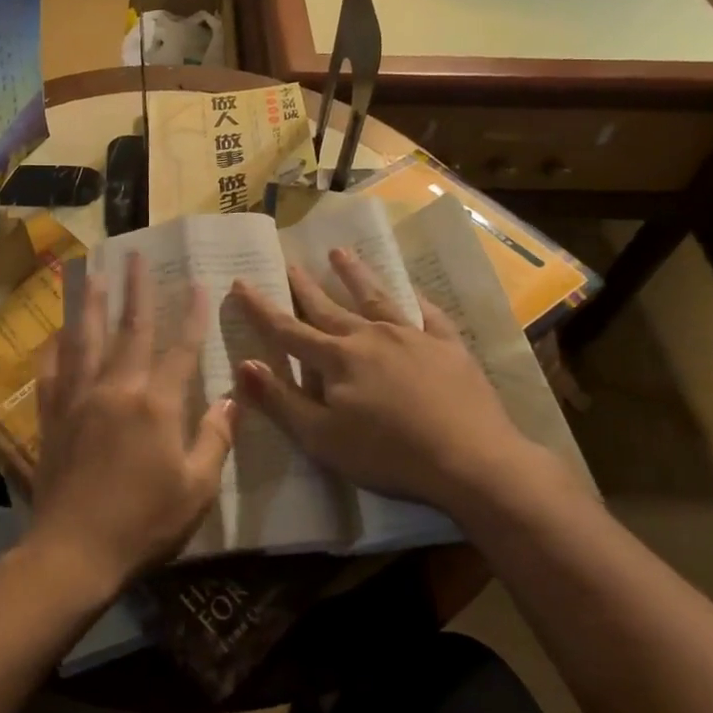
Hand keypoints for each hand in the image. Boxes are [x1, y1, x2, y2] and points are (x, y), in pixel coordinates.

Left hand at [26, 255, 236, 599]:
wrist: (75, 550)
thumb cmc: (144, 523)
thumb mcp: (196, 488)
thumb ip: (214, 439)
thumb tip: (231, 399)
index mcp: (155, 404)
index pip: (180, 349)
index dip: (192, 315)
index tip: (198, 283)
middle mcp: (116, 389)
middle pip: (129, 330)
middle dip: (136, 291)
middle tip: (135, 255)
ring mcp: (79, 399)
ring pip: (86, 340)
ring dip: (92, 304)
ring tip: (93, 274)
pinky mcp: (52, 416)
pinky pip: (52, 372)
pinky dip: (54, 349)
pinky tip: (55, 334)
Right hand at [230, 249, 553, 516]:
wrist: (471, 459)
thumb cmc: (388, 454)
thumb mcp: (322, 438)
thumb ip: (280, 400)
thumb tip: (244, 363)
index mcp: (337, 360)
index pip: (288, 329)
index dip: (261, 308)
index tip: (241, 281)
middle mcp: (369, 337)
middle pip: (328, 307)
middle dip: (304, 285)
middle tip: (289, 262)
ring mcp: (411, 336)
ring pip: (375, 298)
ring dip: (354, 275)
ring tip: (339, 252)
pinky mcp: (447, 345)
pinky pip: (427, 312)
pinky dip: (414, 297)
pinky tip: (410, 288)